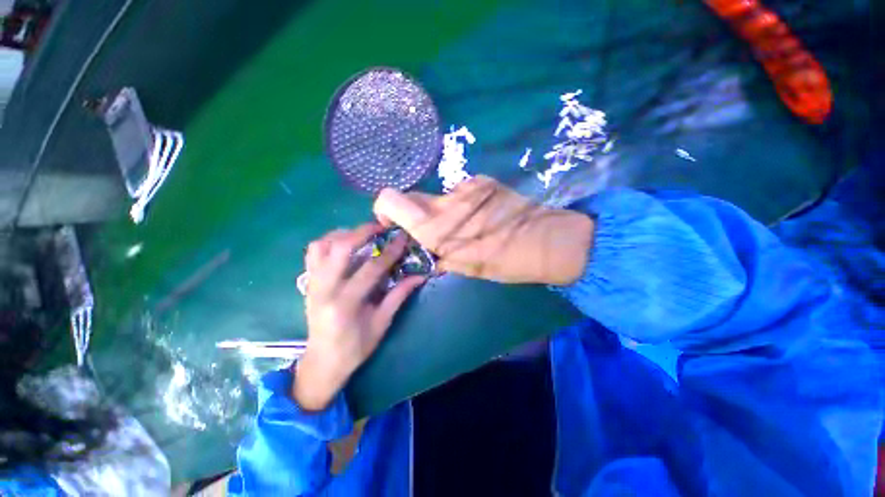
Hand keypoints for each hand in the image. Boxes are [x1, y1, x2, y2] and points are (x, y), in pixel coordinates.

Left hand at [294, 224, 424, 410]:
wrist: (322, 362)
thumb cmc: (355, 347)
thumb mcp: (381, 324)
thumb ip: (399, 296)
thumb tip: (420, 276)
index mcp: (345, 304)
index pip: (371, 269)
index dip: (390, 252)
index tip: (403, 238)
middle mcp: (324, 289)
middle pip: (340, 248)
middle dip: (363, 231)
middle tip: (381, 226)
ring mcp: (312, 284)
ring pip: (321, 245)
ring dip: (343, 234)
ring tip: (362, 233)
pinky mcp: (308, 282)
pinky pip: (313, 252)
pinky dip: (328, 241)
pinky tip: (343, 243)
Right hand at [373, 176, 594, 285]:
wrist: (545, 240)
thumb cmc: (504, 261)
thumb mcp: (465, 268)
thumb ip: (438, 255)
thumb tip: (426, 249)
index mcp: (436, 227)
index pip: (389, 199)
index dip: (383, 209)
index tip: (392, 223)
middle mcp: (445, 201)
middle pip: (412, 197)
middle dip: (416, 214)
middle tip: (433, 231)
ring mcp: (465, 187)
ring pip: (439, 198)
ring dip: (443, 212)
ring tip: (467, 227)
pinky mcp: (482, 181)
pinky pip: (460, 192)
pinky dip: (462, 204)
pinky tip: (482, 216)